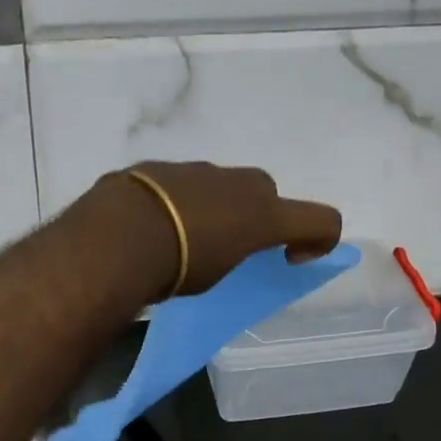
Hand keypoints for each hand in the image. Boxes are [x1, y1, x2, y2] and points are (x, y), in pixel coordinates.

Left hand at [99, 162, 343, 298]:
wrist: (117, 235)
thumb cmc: (177, 266)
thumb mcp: (216, 275)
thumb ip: (233, 253)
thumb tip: (220, 245)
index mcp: (263, 213)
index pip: (322, 219)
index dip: (318, 240)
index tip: (287, 259)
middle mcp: (238, 183)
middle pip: (266, 193)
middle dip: (256, 216)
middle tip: (228, 247)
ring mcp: (198, 169)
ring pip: (222, 183)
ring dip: (215, 205)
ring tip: (183, 237)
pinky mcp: (161, 166)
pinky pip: (183, 182)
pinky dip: (178, 199)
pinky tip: (152, 223)